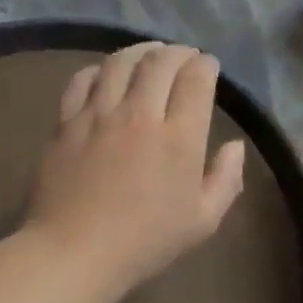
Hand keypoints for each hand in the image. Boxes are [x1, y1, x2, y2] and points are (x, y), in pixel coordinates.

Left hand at [25, 43, 246, 298]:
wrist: (75, 252)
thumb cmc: (145, 242)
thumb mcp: (202, 222)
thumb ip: (225, 180)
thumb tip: (235, 146)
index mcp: (179, 138)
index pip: (196, 79)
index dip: (206, 65)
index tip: (208, 66)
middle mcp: (140, 115)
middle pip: (160, 62)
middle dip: (178, 52)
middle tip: (184, 56)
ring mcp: (99, 115)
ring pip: (120, 62)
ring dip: (140, 50)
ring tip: (149, 52)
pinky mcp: (67, 122)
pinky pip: (82, 80)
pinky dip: (99, 69)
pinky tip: (106, 74)